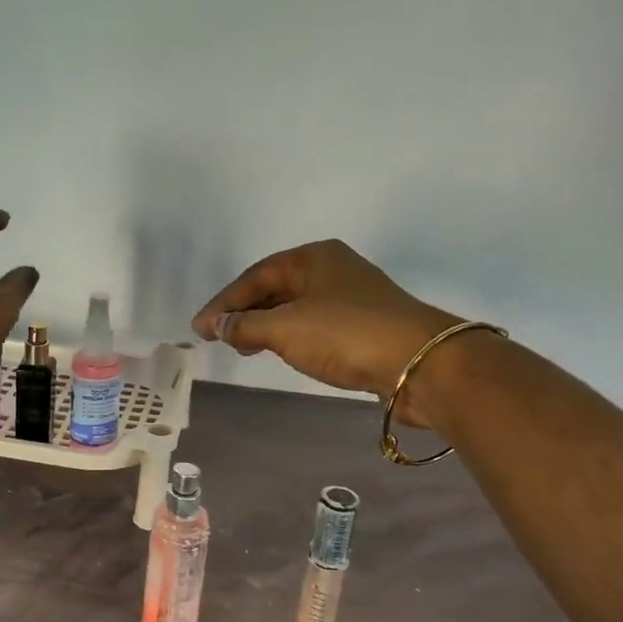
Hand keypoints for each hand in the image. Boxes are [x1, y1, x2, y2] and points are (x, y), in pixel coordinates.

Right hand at [192, 240, 465, 425]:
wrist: (422, 364)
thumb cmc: (346, 334)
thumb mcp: (285, 328)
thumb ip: (244, 325)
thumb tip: (214, 324)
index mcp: (313, 257)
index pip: (256, 276)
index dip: (223, 303)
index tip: (199, 328)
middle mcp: (332, 270)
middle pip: (275, 288)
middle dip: (244, 313)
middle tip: (219, 337)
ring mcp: (351, 297)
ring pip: (295, 308)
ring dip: (266, 326)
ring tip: (243, 347)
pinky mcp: (364, 326)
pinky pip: (314, 326)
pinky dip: (290, 337)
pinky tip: (282, 351)